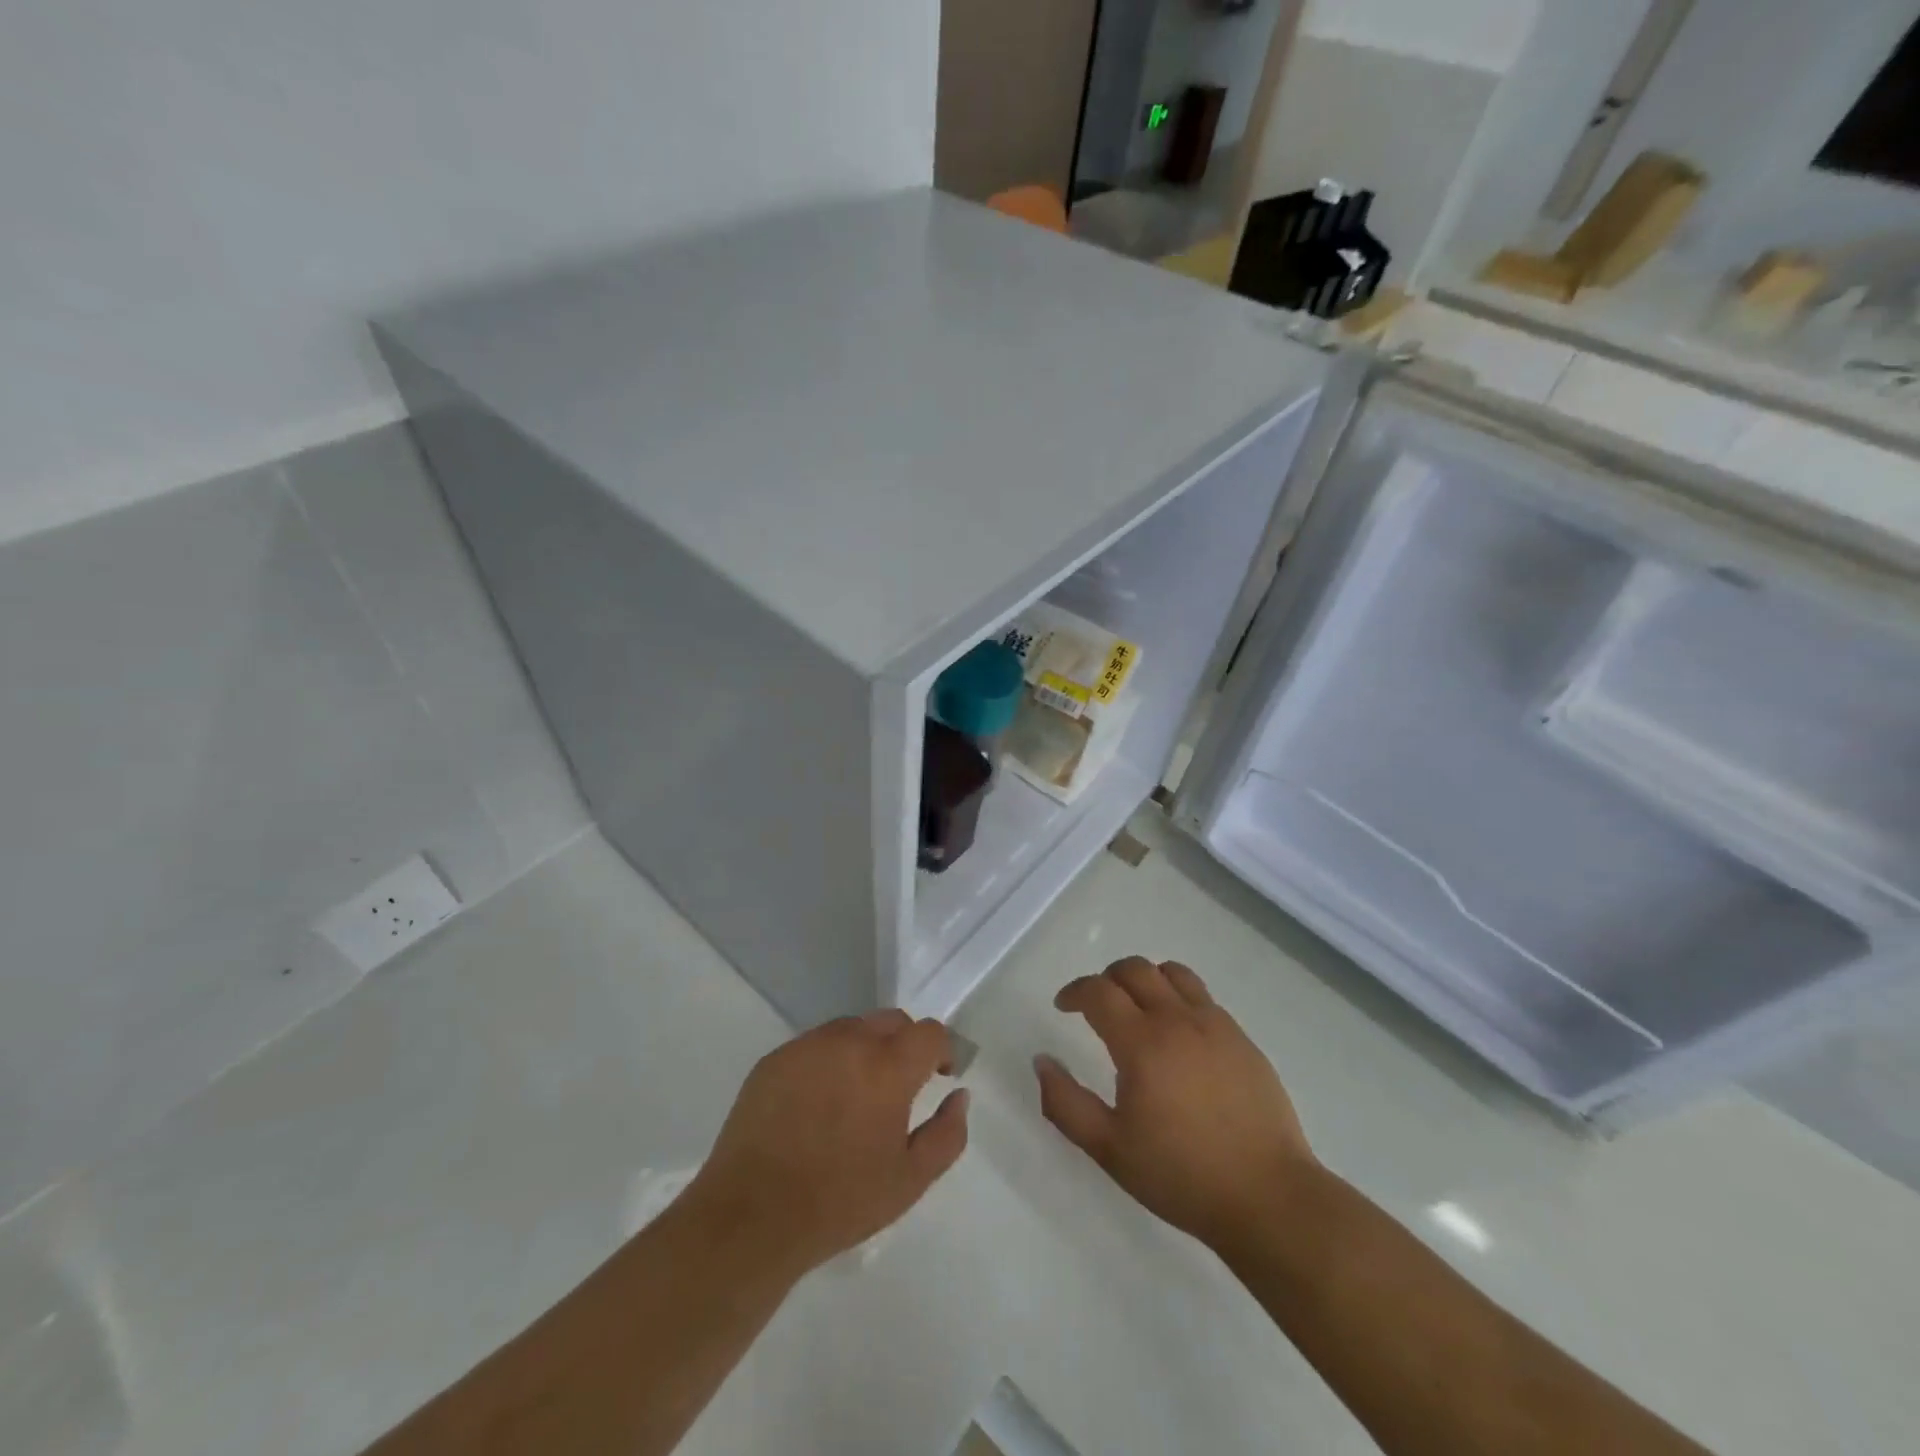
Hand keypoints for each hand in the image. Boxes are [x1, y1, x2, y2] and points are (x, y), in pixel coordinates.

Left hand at [686, 1010, 969, 1276]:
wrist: (751, 1217)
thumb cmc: (839, 1201)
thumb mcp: (910, 1180)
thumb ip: (947, 1133)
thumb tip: (959, 1095)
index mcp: (887, 1067)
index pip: (929, 1032)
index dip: (941, 1050)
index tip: (938, 1076)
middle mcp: (849, 1042)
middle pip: (891, 1020)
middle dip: (905, 1044)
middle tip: (900, 1086)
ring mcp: (807, 1046)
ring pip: (851, 1028)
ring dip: (866, 1049)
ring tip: (856, 1095)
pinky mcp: (774, 1058)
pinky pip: (815, 1045)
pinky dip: (828, 1061)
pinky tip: (818, 1103)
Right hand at [1034, 957, 1315, 1250]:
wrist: (1268, 1197)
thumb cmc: (1181, 1176)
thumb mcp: (1109, 1149)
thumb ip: (1065, 1103)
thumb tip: (1042, 1061)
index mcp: (1142, 1043)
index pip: (1099, 991)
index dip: (1074, 991)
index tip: (1063, 1006)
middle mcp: (1177, 1020)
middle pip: (1135, 969)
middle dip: (1107, 977)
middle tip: (1096, 1005)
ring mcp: (1215, 1025)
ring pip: (1173, 973)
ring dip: (1146, 979)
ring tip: (1138, 1008)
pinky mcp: (1242, 1039)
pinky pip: (1202, 997)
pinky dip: (1178, 997)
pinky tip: (1178, 1035)